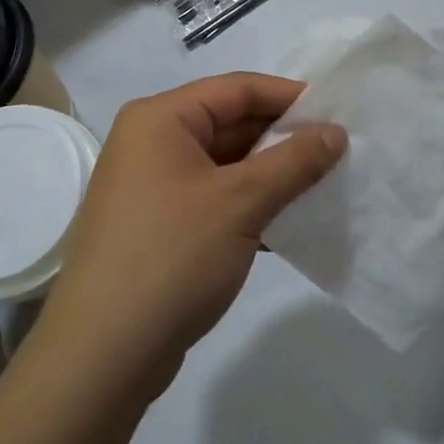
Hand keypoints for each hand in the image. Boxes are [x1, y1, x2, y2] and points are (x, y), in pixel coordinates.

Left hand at [38, 74, 344, 399]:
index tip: (339, 112)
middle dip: (284, 137)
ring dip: (271, 173)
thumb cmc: (172, 257)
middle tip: (339, 151)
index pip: (237, 89)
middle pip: (230, 123)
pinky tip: (290, 221)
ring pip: (225, 165)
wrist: (104, 354)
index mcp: (160, 119)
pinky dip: (250, 204)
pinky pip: (214, 198)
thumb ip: (294, 161)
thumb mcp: (241, 202)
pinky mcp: (159, 226)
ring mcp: (152, 187)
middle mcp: (151, 143)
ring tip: (325, 184)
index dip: (290, 96)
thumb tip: (335, 133)